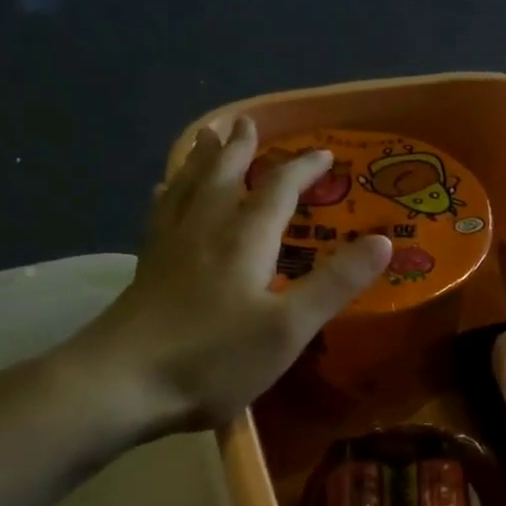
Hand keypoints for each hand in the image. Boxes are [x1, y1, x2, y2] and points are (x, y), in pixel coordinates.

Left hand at [58, 117, 390, 442]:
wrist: (122, 383)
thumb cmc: (214, 358)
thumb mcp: (289, 327)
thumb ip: (335, 284)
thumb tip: (383, 240)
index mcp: (244, 239)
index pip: (278, 190)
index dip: (303, 169)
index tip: (325, 153)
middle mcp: (205, 229)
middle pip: (224, 176)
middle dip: (242, 149)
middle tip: (248, 122)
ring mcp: (170, 247)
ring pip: (188, 187)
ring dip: (203, 159)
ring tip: (208, 137)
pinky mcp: (147, 268)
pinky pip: (160, 213)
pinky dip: (168, 193)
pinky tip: (161, 191)